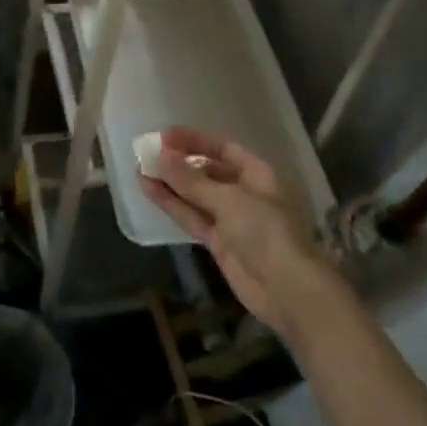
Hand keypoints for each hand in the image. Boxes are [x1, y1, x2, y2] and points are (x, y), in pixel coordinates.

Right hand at [139, 126, 342, 338]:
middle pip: (208, 170)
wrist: (287, 290)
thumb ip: (190, 179)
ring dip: (170, 182)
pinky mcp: (218, 242)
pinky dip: (171, 203)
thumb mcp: (227, 198)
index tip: (165, 136)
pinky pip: (191, 216)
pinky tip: (149, 189)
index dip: (194, 140)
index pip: (223, 148)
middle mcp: (244, 192)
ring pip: (195, 194)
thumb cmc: (265, 231)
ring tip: (140, 167)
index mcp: (257, 174)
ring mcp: (231, 219)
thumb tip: (160, 155)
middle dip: (180, 161)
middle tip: (148, 151)